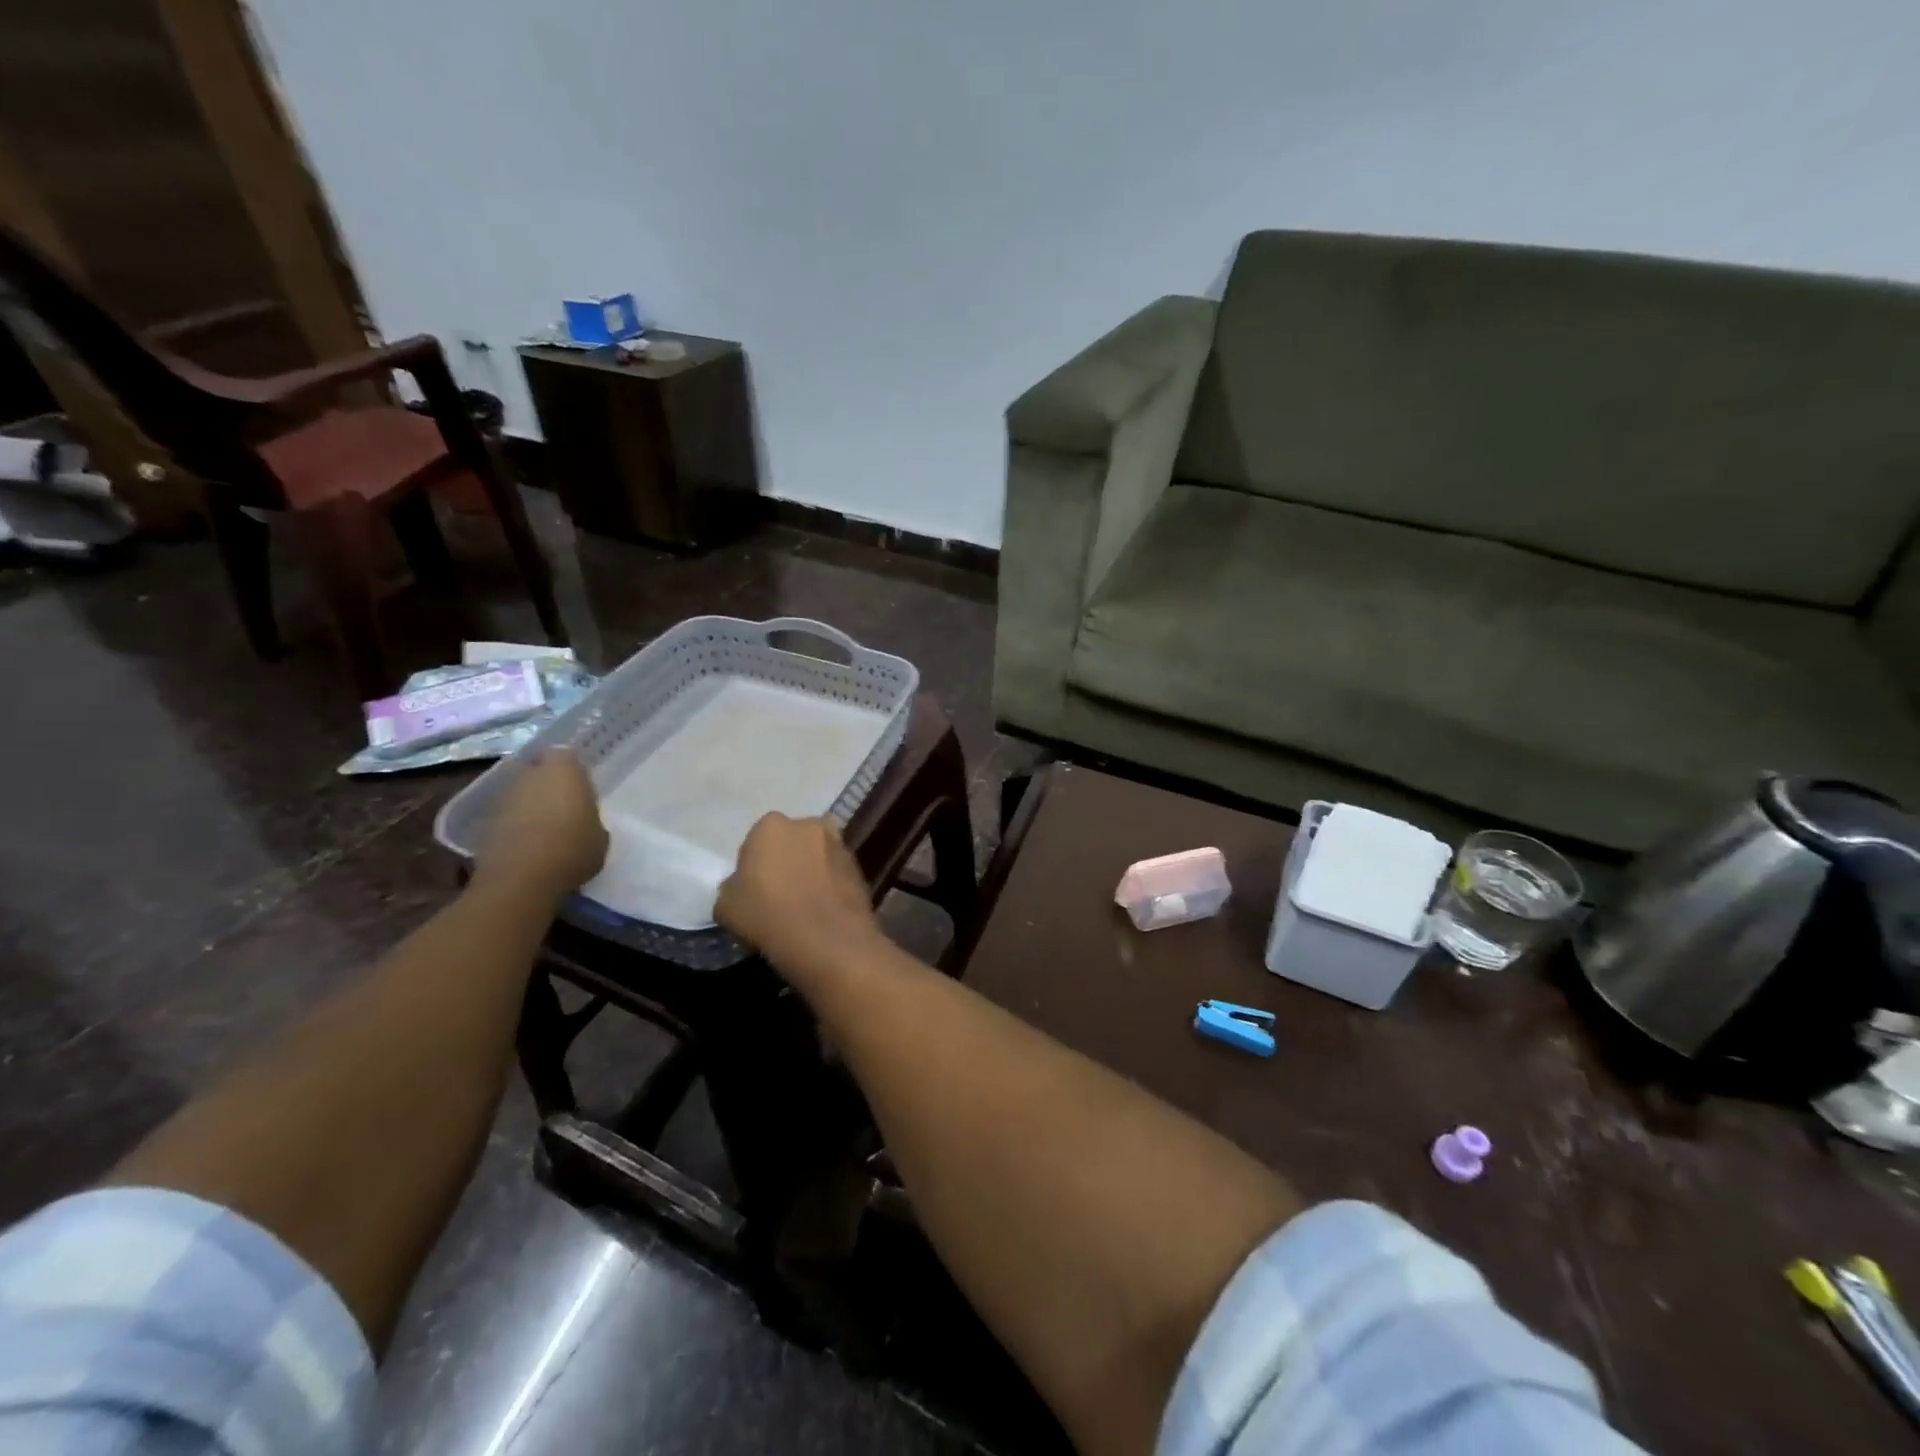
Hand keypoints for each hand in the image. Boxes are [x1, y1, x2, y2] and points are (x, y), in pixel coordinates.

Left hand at [474, 749, 607, 900]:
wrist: (521, 880)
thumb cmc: (572, 850)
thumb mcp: (600, 838)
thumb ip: (591, 821)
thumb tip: (583, 824)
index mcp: (564, 769)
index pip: (566, 755)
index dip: (571, 769)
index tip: (580, 787)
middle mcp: (530, 774)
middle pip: (537, 770)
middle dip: (547, 783)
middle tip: (563, 804)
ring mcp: (503, 796)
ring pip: (520, 791)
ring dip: (530, 804)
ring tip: (545, 827)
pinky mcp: (485, 820)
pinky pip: (507, 815)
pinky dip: (515, 824)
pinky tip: (528, 844)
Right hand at [715, 813, 881, 980]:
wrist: (826, 939)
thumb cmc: (767, 915)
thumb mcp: (725, 906)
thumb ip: (732, 887)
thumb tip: (742, 887)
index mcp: (771, 825)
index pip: (757, 840)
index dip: (754, 865)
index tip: (753, 889)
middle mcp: (809, 824)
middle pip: (792, 841)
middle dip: (787, 860)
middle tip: (779, 893)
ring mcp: (839, 844)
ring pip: (818, 855)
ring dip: (812, 870)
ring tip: (804, 904)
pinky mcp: (860, 867)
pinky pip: (836, 874)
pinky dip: (831, 885)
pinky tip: (823, 911)